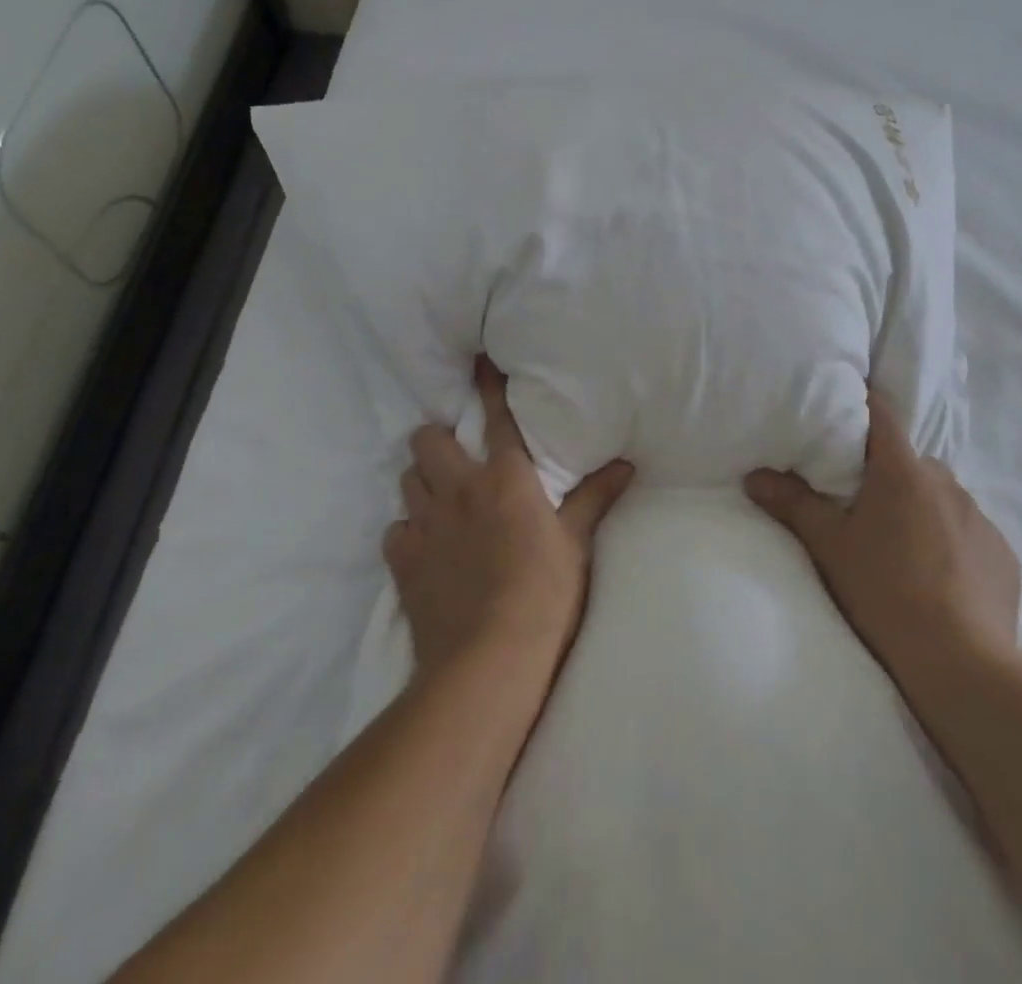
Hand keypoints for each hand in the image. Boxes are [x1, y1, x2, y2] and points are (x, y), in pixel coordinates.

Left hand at [387, 356, 635, 680]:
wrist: (489, 659)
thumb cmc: (545, 594)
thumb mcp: (576, 543)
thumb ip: (595, 497)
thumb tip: (626, 463)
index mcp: (505, 478)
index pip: (497, 418)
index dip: (488, 386)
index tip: (478, 361)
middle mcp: (458, 488)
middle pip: (428, 440)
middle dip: (436, 439)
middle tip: (454, 456)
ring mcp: (425, 524)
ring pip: (407, 480)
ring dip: (421, 482)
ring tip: (438, 498)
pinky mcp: (402, 560)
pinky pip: (395, 531)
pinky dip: (407, 532)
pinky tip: (422, 547)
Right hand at [744, 391, 1021, 685]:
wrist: (961, 666)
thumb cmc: (884, 592)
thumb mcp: (829, 547)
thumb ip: (792, 504)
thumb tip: (753, 477)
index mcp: (903, 471)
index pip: (882, 414)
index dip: (862, 406)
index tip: (843, 411)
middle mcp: (947, 483)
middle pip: (909, 462)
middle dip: (886, 474)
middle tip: (860, 505)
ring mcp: (981, 519)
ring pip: (940, 498)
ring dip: (920, 509)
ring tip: (900, 549)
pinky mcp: (1004, 556)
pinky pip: (969, 533)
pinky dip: (951, 543)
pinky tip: (938, 579)